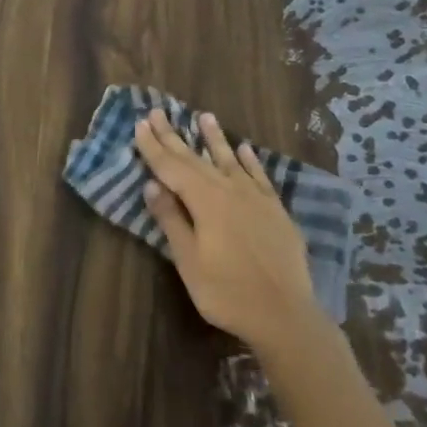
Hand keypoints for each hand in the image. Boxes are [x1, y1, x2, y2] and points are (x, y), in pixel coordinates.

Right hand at [134, 110, 317, 353]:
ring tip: (204, 117)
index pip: (172, 167)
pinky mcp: (275, 210)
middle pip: (196, 158)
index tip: (140, 123)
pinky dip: (249, 161)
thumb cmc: (227, 292)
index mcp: (205, 201)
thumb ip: (171, 220)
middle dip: (175, 136)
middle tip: (158, 112)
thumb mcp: (188, 261)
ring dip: (214, 138)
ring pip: (230, 160)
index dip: (154, 146)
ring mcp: (256, 198)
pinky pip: (259, 176)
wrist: (285, 315)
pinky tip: (244, 149)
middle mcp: (230, 190)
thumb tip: (152, 186)